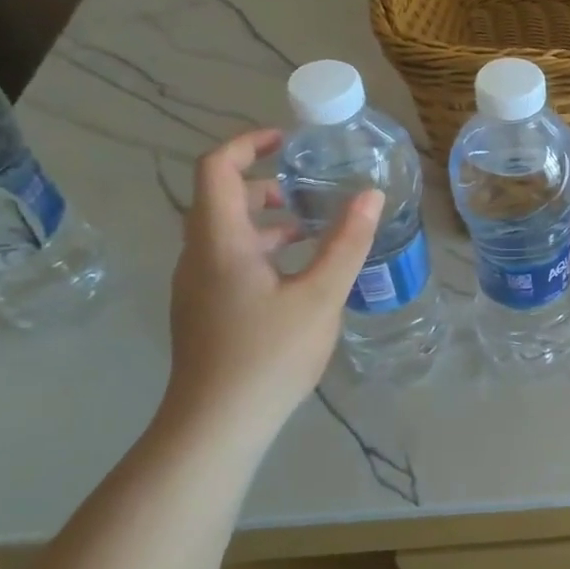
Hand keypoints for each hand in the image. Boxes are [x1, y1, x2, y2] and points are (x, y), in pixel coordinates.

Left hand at [161, 128, 382, 445]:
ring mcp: (197, 286)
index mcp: (220, 241)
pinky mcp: (204, 310)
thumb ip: (347, 242)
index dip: (248, 143)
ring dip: (267, 219)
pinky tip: (300, 275)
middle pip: (221, 198)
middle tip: (312, 190)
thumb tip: (372, 194)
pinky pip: (229, 260)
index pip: (216, 168)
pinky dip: (262, 249)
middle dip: (267, 183)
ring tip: (315, 230)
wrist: (215, 427)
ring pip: (227, 232)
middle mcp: (199, 255)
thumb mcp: (321, 295)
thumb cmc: (268, 355)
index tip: (288, 142)